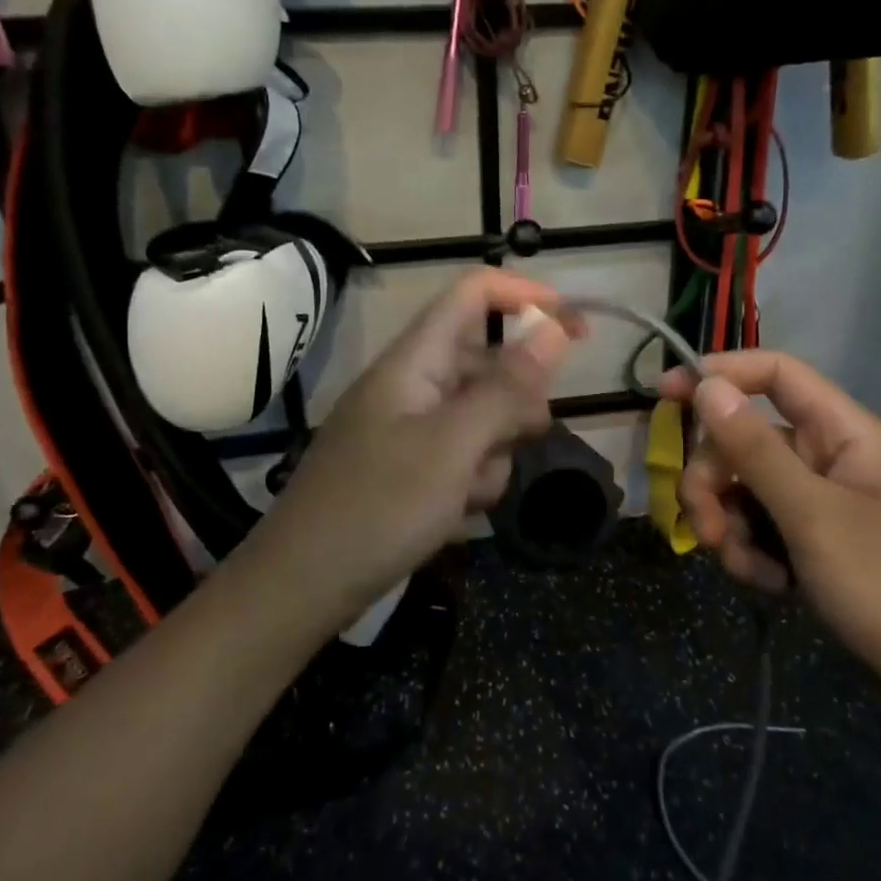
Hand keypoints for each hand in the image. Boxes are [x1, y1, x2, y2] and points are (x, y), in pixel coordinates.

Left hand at [242, 269, 576, 621]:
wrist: (303, 586)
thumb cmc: (379, 507)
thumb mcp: (453, 446)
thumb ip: (507, 387)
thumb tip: (555, 327)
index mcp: (415, 360)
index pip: (473, 294)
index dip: (526, 297)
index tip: (577, 330)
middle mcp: (413, 385)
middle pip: (488, 363)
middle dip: (515, 403)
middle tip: (522, 439)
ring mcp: (410, 428)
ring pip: (483, 418)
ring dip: (492, 454)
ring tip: (468, 494)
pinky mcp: (410, 467)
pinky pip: (463, 456)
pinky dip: (470, 482)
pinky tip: (453, 514)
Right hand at [657, 351, 880, 737]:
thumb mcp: (814, 517)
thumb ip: (755, 450)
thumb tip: (707, 385)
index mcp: (844, 433)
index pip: (775, 374)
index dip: (720, 375)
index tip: (665, 395)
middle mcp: (829, 459)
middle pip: (745, 439)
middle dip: (714, 481)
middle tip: (706, 527)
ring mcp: (821, 505)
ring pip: (745, 491)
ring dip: (731, 527)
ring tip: (749, 572)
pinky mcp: (814, 546)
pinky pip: (761, 531)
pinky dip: (753, 556)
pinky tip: (772, 589)